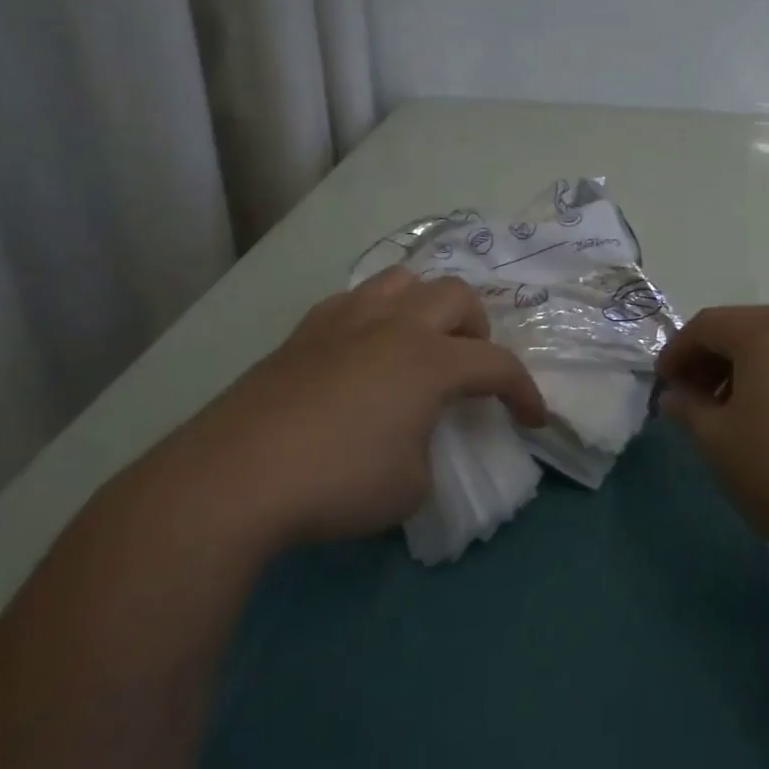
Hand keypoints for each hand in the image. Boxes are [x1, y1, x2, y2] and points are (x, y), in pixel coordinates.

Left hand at [139, 268, 545, 553]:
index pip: (498, 365)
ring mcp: (346, 321)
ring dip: (426, 307)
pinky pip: (355, 301)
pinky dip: (376, 317)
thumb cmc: (338, 483)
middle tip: (469, 368)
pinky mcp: (304, 332)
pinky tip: (363, 352)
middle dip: (477, 330)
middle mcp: (395, 326)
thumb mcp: (410, 487)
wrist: (235, 478)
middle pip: (456, 297)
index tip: (532, 420)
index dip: (524, 392)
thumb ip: (429, 452)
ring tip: (419, 345)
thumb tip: (415, 438)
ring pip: (403, 280)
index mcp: (431, 361)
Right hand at [655, 305, 768, 569]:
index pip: (707, 325)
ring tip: (736, 414)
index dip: (678, 351)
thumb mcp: (718, 442)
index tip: (664, 384)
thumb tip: (676, 396)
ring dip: (749, 371)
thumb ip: (688, 409)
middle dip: (712, 360)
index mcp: (767, 330)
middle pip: (746, 330)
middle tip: (694, 399)